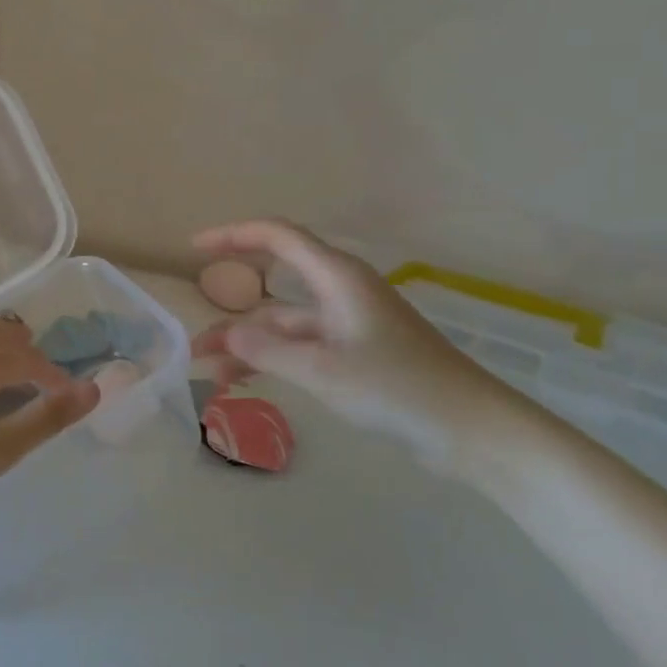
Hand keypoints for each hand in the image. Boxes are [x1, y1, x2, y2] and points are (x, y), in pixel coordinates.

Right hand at [191, 219, 526, 471]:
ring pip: (285, 322)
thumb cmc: (399, 388)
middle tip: (196, 336)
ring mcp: (351, 323)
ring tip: (211, 372)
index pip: (277, 236)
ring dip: (249, 343)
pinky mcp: (359, 352)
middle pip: (274, 285)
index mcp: (338, 278)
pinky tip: (247, 383)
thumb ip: (267, 349)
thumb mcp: (323, 370)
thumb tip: (226, 333)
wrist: (472, 430)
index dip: (233, 235)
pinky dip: (274, 360)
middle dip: (232, 308)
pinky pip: (303, 346)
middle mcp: (342, 291)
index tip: (194, 248)